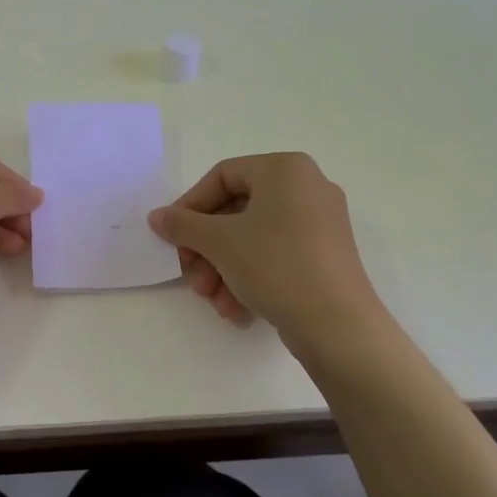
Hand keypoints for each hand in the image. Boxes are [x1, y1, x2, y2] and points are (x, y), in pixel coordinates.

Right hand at [147, 153, 379, 340]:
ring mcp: (320, 223)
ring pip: (252, 238)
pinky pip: (276, 256)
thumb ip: (182, 225)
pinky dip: (250, 278)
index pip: (222, 177)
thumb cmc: (276, 265)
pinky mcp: (326, 256)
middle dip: (207, 249)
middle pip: (235, 211)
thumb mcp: (219, 242)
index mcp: (285, 169)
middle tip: (192, 278)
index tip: (173, 238)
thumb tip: (157, 217)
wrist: (339, 327)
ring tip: (214, 301)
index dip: (190, 207)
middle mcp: (307, 187)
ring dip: (223, 269)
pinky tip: (237, 309)